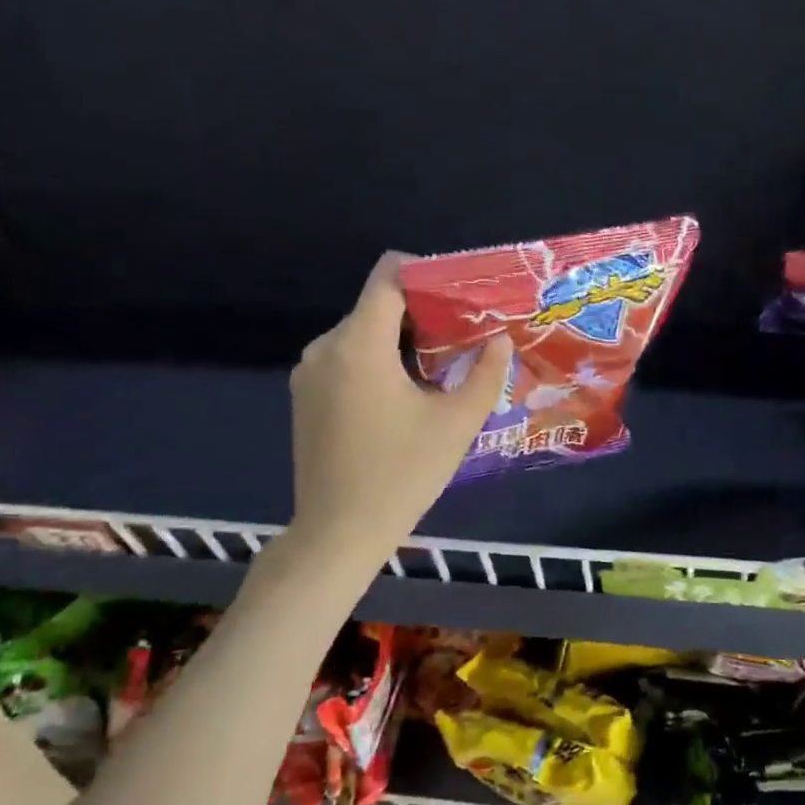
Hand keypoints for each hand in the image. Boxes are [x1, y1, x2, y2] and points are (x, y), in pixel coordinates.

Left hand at [284, 253, 511, 565]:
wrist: (339, 533)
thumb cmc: (402, 475)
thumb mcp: (456, 424)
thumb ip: (485, 374)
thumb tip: (499, 339)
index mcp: (359, 345)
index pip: (388, 275)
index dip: (426, 271)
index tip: (460, 294)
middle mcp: (325, 347)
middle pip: (377, 305)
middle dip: (422, 313)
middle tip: (465, 336)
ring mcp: (309, 373)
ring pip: (363, 334)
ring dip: (401, 341)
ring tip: (441, 368)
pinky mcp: (305, 397)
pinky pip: (347, 359)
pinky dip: (378, 363)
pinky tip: (406, 395)